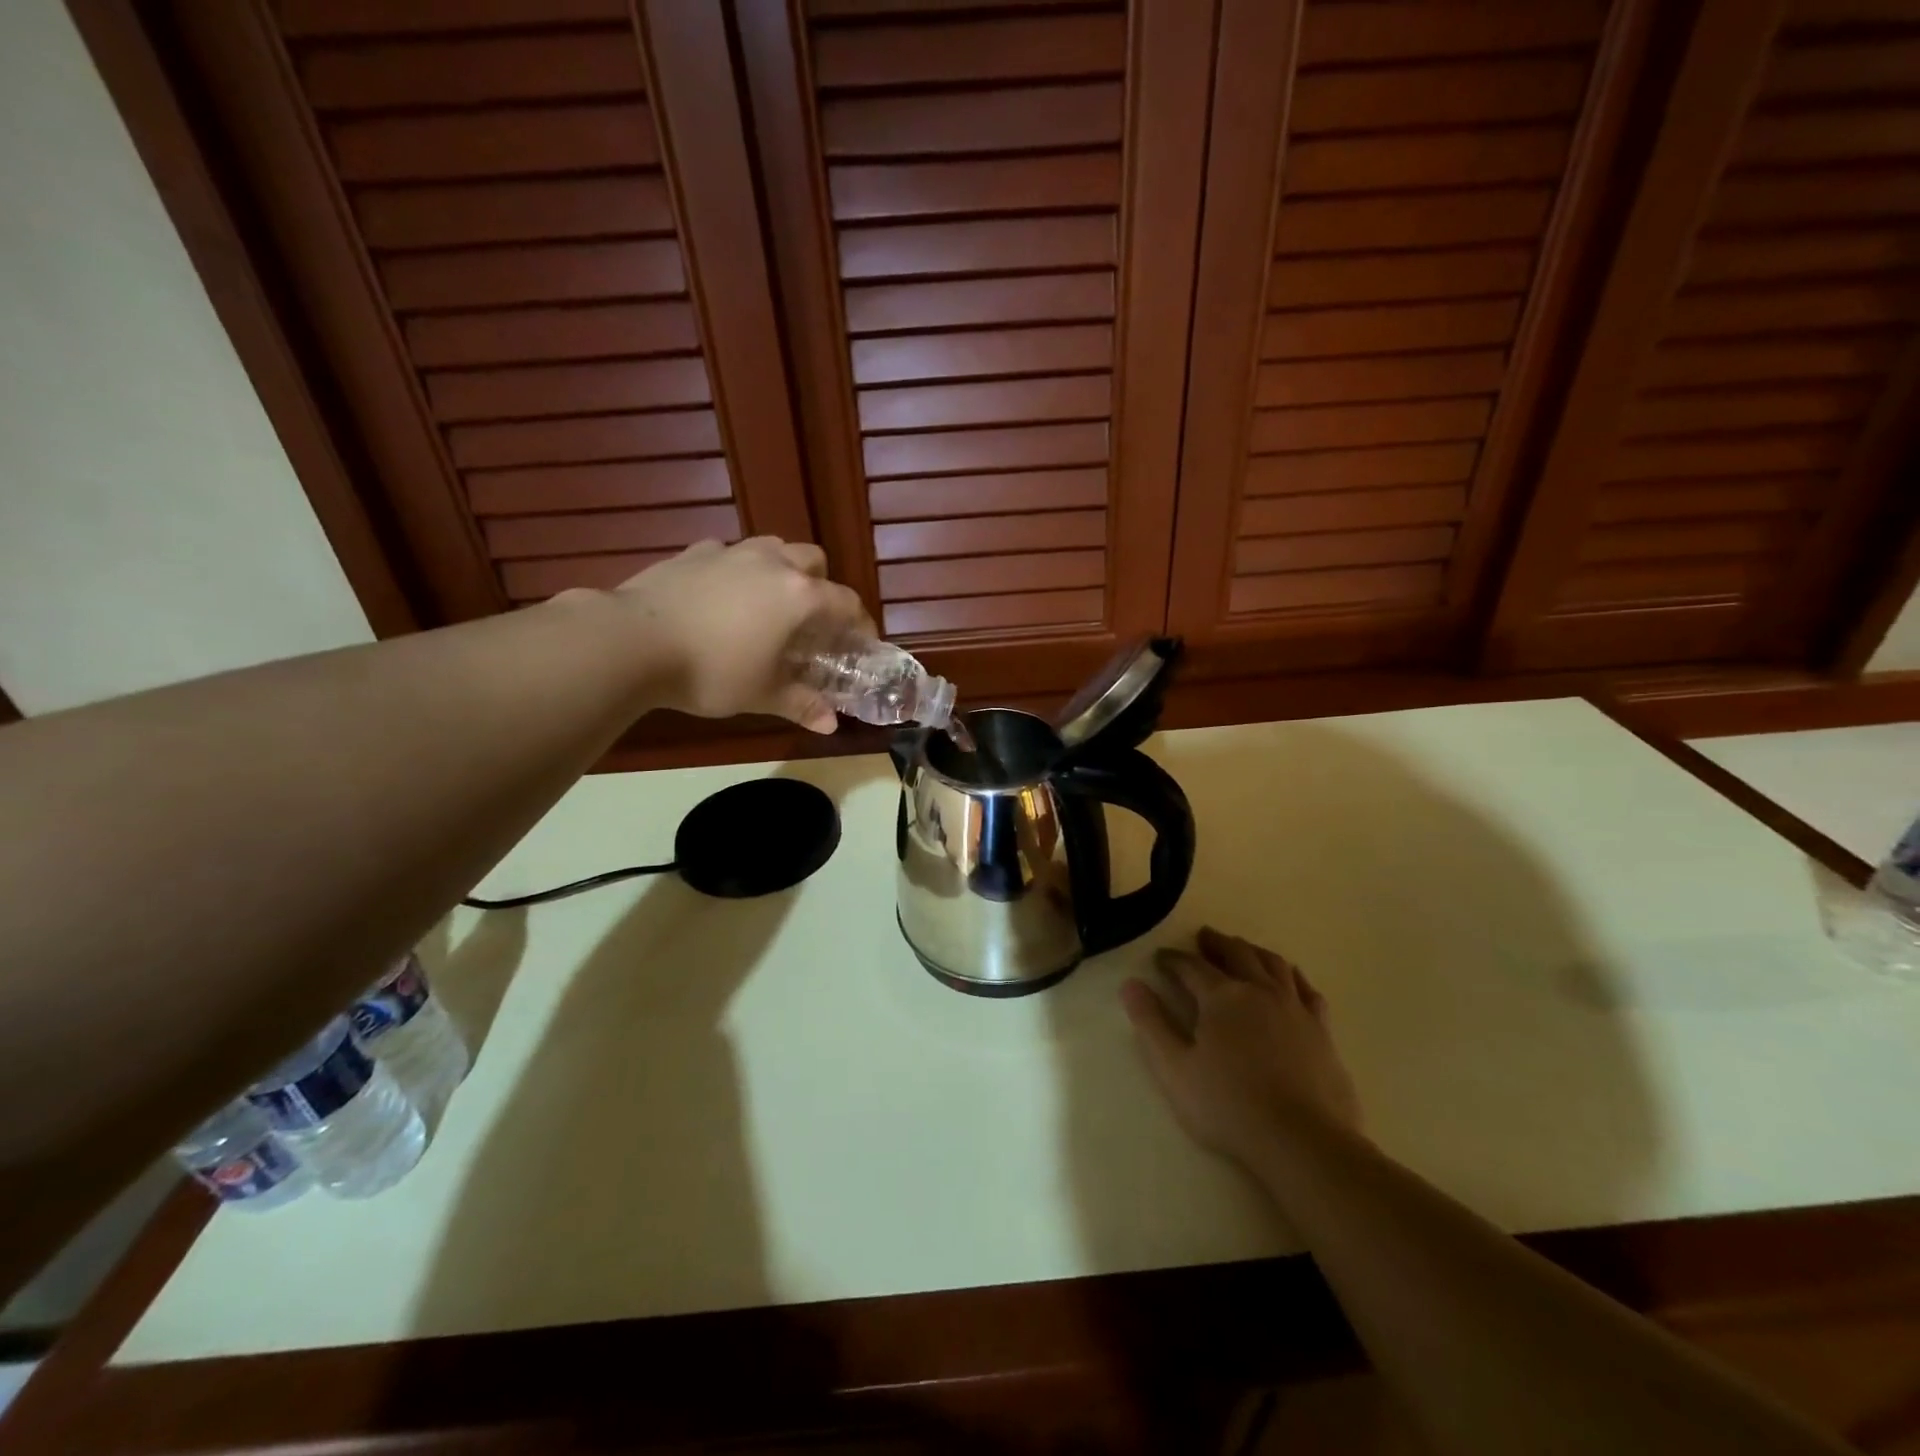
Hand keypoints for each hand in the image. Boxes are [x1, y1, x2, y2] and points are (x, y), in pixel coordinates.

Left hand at [611, 538, 873, 731]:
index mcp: (799, 596)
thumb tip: (831, 725)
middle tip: (811, 619)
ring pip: (773, 547)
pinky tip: (722, 596)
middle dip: (822, 584)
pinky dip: (737, 570)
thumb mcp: (762, 695)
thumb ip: (801, 704)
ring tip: (768, 602)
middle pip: (814, 560)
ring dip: (782, 569)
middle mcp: (773, 563)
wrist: (633, 641)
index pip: (846, 602)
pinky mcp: (694, 552)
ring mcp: (731, 551)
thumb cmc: (712, 671)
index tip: (861, 642)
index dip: (860, 623)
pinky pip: (729, 553)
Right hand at [1122, 927, 1361, 1166]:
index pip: (1191, 966)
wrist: (1303, 1141)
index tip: (1161, 958)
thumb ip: (1151, 1024)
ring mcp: (1294, 1008)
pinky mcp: (1322, 1030)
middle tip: (1203, 937)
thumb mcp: (1175, 1068)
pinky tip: (1289, 978)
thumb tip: (1130, 984)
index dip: (1173, 959)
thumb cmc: (1230, 1106)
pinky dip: (1292, 976)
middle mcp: (1259, 990)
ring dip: (1253, 950)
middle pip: (1236, 952)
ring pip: (1273, 963)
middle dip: (1215, 943)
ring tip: (1242, 949)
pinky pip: (1307, 989)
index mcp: (1221, 997)